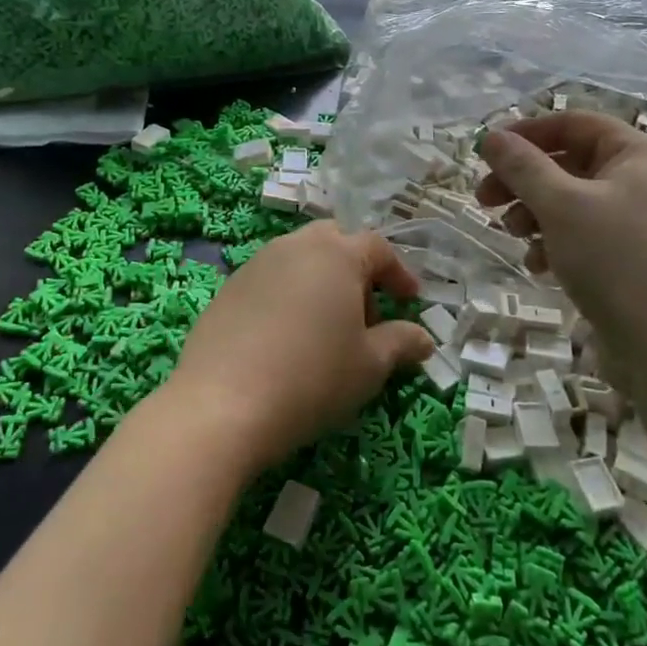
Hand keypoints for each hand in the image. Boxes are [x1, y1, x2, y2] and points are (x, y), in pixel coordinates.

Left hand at [163, 223, 430, 471]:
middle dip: (356, 270)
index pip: (377, 248)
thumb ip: (401, 343)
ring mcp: (257, 263)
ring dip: (321, 281)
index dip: (398, 273)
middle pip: (335, 242)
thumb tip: (424, 338)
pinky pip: (270, 279)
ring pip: (299, 258)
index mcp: (337, 254)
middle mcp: (296, 246)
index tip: (409, 302)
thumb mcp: (369, 366)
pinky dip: (289, 296)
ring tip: (327, 329)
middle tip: (365, 313)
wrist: (222, 404)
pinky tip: (287, 338)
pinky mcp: (228, 288)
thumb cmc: (312, 378)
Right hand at [476, 115, 646, 387]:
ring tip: (513, 237)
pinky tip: (539, 267)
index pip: (572, 123)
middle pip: (568, 163)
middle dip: (523, 180)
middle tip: (484, 200)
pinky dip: (556, 243)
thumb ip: (523, 167)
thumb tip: (490, 136)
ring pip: (573, 202)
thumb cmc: (621, 263)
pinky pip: (586, 236)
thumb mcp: (563, 207)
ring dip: (535, 214)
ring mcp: (642, 222)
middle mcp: (644, 180)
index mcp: (637, 153)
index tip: (485, 153)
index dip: (525, 133)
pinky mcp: (635, 260)